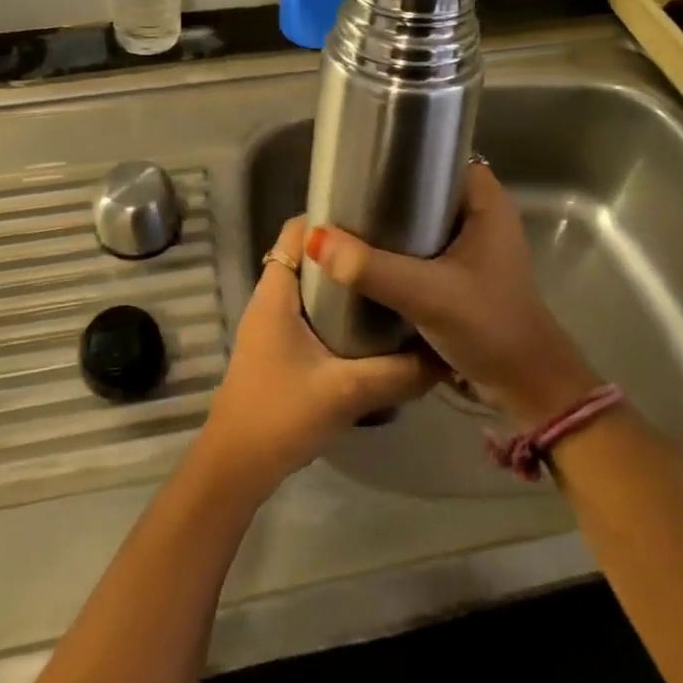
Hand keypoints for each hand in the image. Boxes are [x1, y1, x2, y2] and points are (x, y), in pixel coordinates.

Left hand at [198, 216, 438, 499]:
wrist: (237, 467)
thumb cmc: (281, 415)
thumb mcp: (348, 392)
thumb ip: (399, 373)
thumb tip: (446, 355)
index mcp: (276, 292)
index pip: (295, 231)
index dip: (330, 217)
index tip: (374, 215)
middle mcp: (271, 298)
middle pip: (307, 254)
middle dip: (346, 248)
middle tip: (393, 248)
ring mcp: (272, 324)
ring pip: (310, 285)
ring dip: (343, 281)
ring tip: (389, 279)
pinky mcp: (279, 347)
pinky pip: (309, 311)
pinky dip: (336, 309)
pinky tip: (372, 326)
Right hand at [305, 164, 598, 427]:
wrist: (526, 390)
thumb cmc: (488, 326)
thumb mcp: (426, 294)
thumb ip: (371, 268)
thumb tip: (316, 238)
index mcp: (487, 203)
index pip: (440, 157)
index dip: (404, 154)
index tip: (361, 161)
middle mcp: (483, 216)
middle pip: (426, 189)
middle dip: (388, 192)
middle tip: (344, 195)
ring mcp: (474, 248)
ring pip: (423, 222)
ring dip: (391, 225)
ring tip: (346, 221)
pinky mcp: (464, 275)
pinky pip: (424, 250)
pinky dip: (399, 251)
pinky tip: (366, 257)